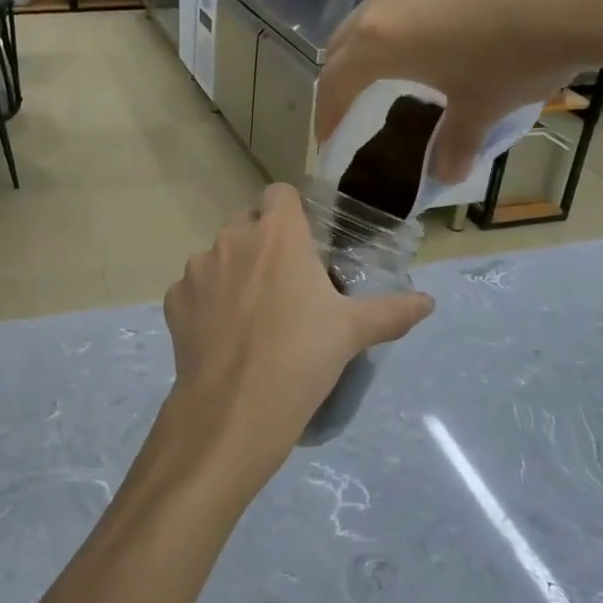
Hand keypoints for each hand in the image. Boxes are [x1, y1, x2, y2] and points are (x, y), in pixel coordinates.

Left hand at [151, 183, 432, 504]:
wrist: (235, 408)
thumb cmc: (302, 357)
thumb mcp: (353, 332)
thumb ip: (392, 311)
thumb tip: (428, 303)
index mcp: (277, 233)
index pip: (279, 194)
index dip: (291, 213)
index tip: (303, 244)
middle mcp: (232, 239)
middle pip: (247, 224)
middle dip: (262, 244)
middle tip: (284, 285)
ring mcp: (197, 268)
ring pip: (217, 256)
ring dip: (233, 272)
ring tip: (251, 317)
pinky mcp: (174, 300)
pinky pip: (193, 290)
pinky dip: (206, 303)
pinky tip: (223, 337)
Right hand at [317, 0, 602, 179]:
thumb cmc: (522, 56)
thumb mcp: (485, 107)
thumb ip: (457, 142)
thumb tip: (449, 176)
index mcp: (380, 41)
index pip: (335, 82)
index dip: (328, 113)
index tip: (328, 134)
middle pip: (350, 33)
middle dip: (351, 65)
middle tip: (362, 87)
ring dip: (396, 18)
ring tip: (426, 32)